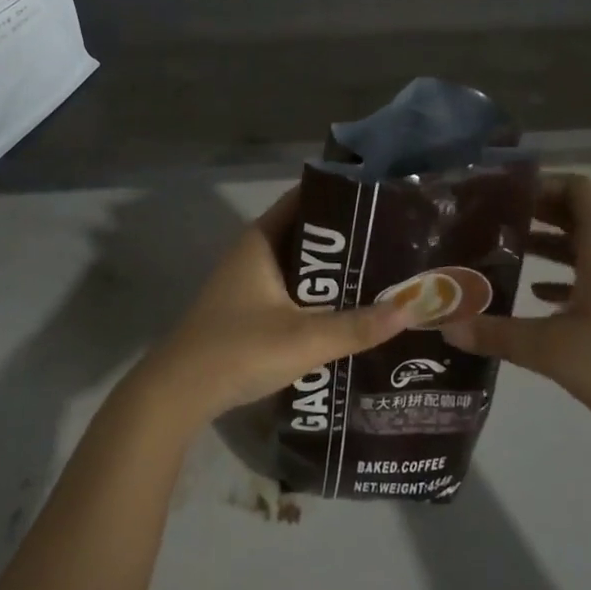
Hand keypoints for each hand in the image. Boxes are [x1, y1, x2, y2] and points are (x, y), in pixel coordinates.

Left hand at [135, 189, 411, 429]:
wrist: (177, 394)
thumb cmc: (238, 350)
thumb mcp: (304, 339)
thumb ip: (358, 326)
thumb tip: (413, 307)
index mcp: (261, 240)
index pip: (305, 199)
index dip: (340, 195)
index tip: (380, 198)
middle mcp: (253, 251)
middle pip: (306, 232)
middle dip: (345, 237)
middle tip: (391, 239)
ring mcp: (247, 280)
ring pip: (298, 264)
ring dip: (331, 268)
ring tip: (379, 271)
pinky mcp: (246, 307)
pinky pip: (289, 287)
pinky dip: (315, 291)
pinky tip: (345, 306)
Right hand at [439, 173, 590, 461]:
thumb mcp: (551, 350)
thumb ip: (496, 334)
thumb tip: (446, 325)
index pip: (580, 189)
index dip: (544, 184)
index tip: (506, 195)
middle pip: (581, 215)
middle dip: (539, 214)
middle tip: (495, 222)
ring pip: (589, 248)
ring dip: (552, 246)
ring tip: (508, 255)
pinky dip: (569, 278)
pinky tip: (539, 298)